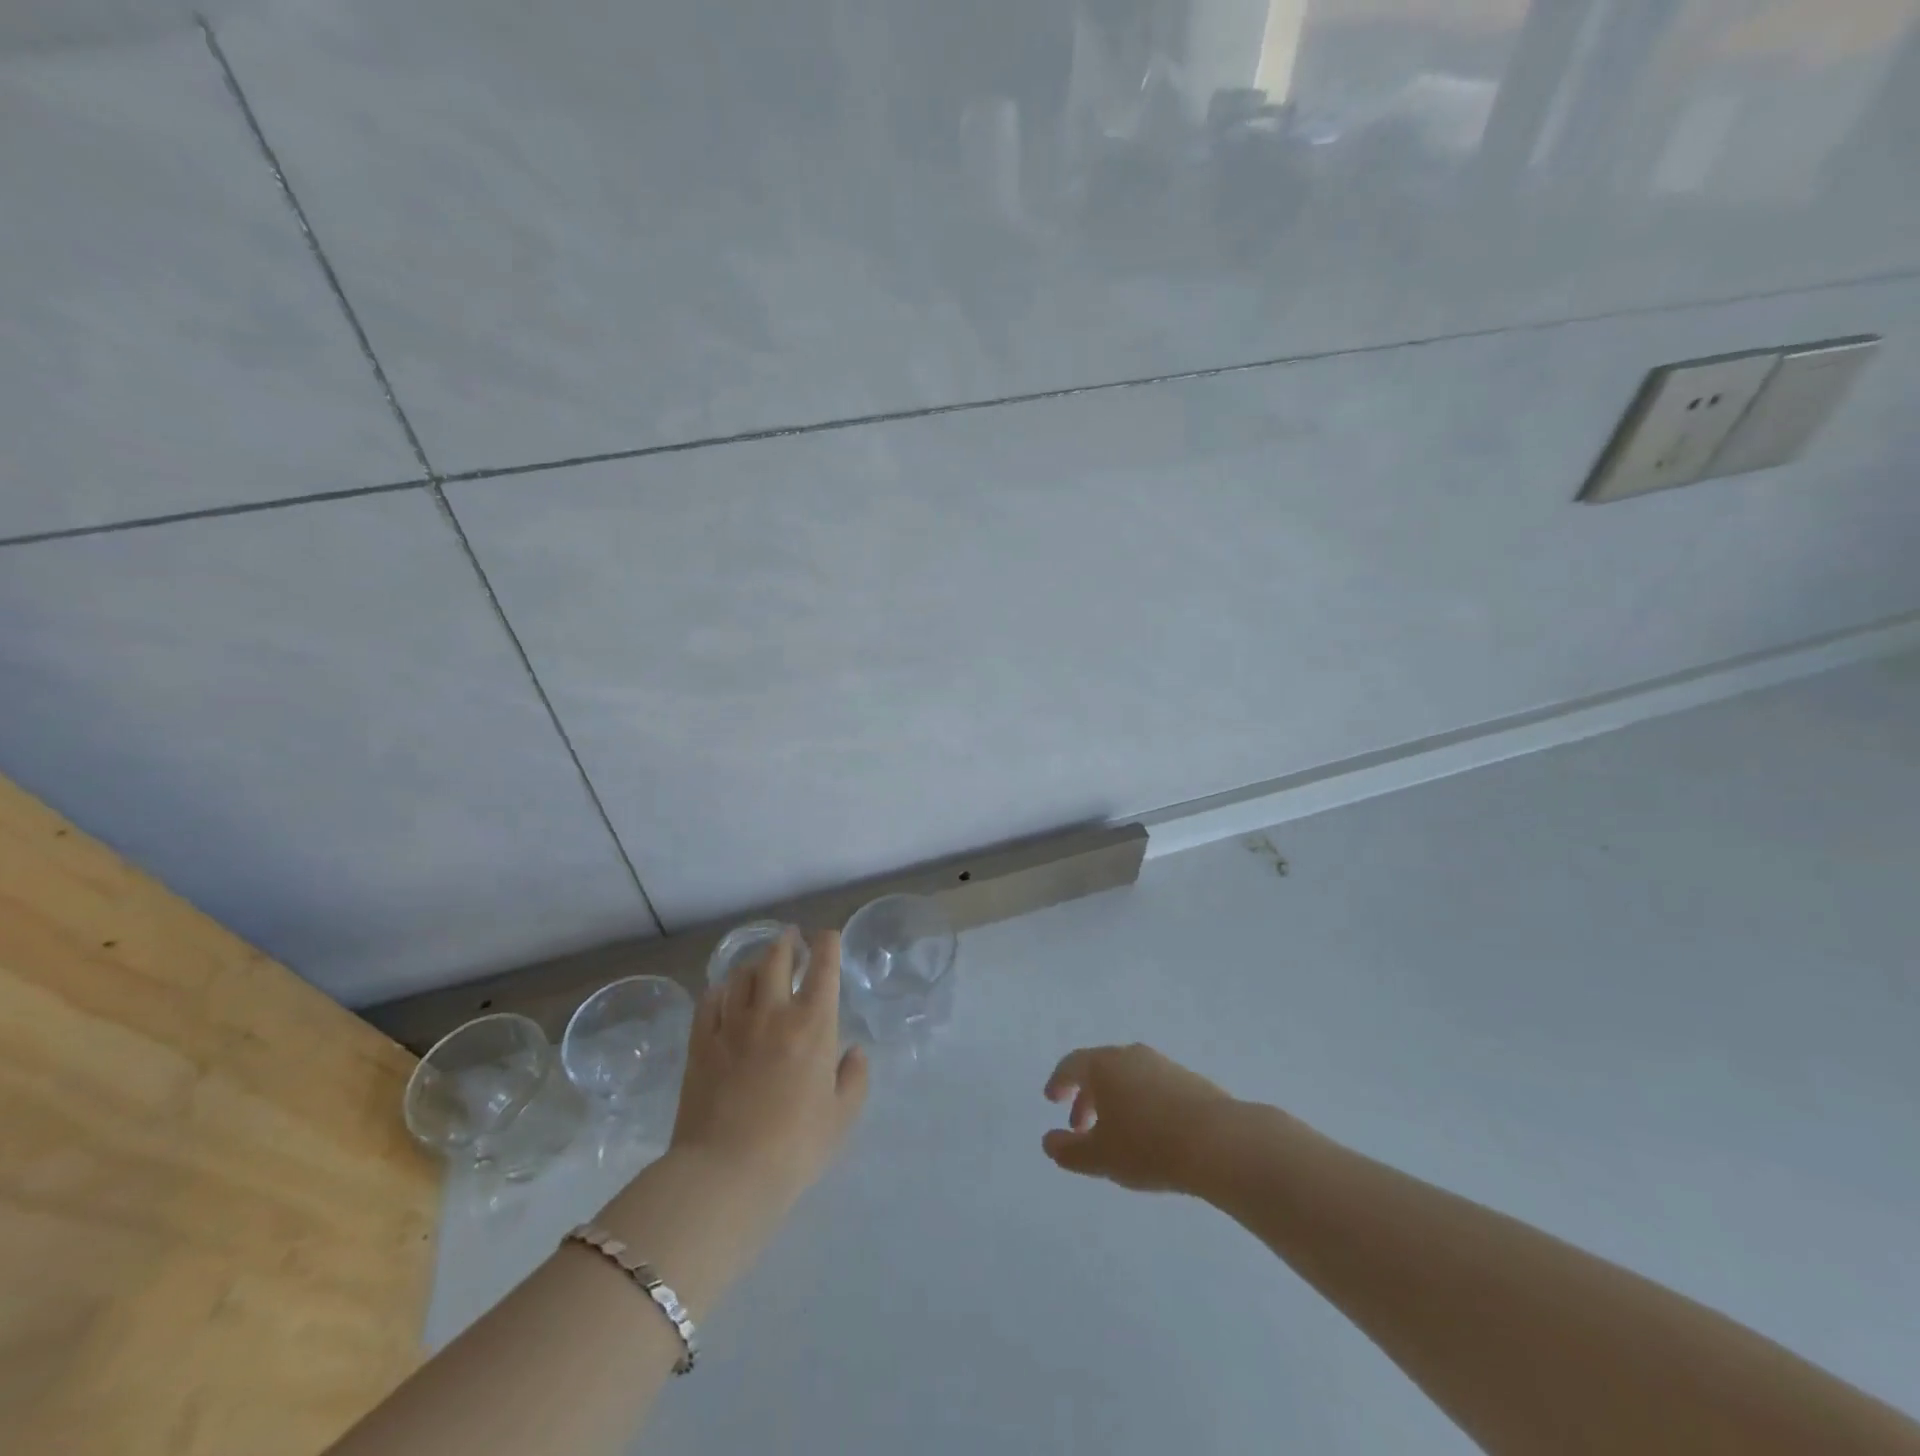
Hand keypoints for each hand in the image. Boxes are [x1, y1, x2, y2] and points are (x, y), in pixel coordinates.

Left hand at [669, 929, 867, 1209]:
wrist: (725, 1173)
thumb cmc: (794, 1147)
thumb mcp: (841, 1118)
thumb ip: (853, 1079)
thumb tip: (853, 1052)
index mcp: (813, 1025)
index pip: (823, 969)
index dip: (827, 945)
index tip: (827, 936)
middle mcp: (773, 1012)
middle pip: (777, 959)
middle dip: (787, 942)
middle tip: (791, 936)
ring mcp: (733, 1024)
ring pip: (742, 975)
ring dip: (755, 962)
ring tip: (760, 962)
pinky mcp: (701, 1043)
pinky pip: (710, 1001)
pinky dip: (720, 989)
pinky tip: (723, 992)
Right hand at [1042, 1043, 1236, 1192]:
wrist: (1218, 1142)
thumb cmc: (1148, 1146)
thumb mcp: (1100, 1157)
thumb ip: (1068, 1150)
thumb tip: (1048, 1141)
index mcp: (1104, 1065)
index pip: (1072, 1064)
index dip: (1059, 1081)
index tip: (1052, 1099)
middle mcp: (1131, 1055)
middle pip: (1100, 1068)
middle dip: (1086, 1096)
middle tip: (1081, 1126)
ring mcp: (1163, 1064)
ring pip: (1129, 1076)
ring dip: (1115, 1100)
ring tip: (1117, 1133)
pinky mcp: (1190, 1079)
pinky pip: (1154, 1086)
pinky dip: (1142, 1102)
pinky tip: (1151, 1132)